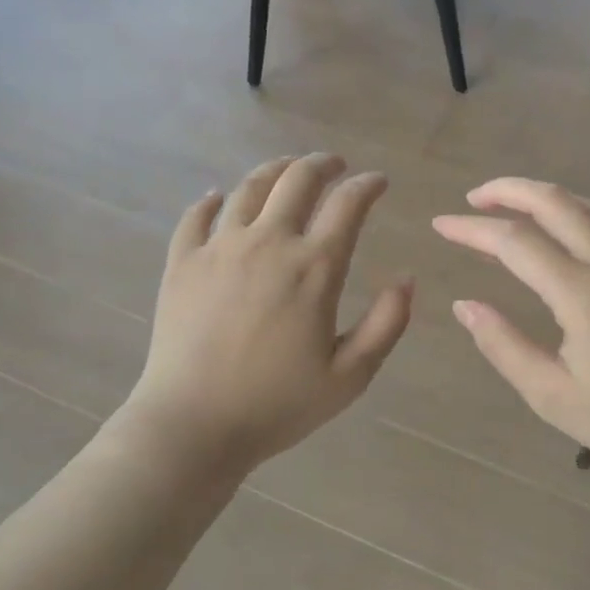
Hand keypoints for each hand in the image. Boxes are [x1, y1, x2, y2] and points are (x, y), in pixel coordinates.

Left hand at [128, 155, 412, 473]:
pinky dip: (212, 200)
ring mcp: (219, 248)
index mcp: (314, 267)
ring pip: (249, 187)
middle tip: (334, 165)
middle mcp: (268, 243)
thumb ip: (387, 324)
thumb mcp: (350, 375)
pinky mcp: (182, 261)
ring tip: (287, 169)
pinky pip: (196, 215)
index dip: (367, 185)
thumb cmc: (278, 405)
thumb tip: (407, 279)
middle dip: (322, 164)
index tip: (377, 181)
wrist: (193, 425)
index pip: (348, 204)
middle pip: (298, 179)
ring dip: (275, 170)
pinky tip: (218, 197)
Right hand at [432, 179, 589, 478]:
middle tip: (473, 198)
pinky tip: (563, 226)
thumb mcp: (552, 396)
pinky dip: (575, 209)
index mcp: (582, 293)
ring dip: (542, 195)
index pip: (515, 242)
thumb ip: (504, 345)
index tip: (440, 224)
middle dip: (507, 190)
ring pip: (586, 204)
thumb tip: (466, 305)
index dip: (472, 228)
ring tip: (509, 205)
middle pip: (554, 201)